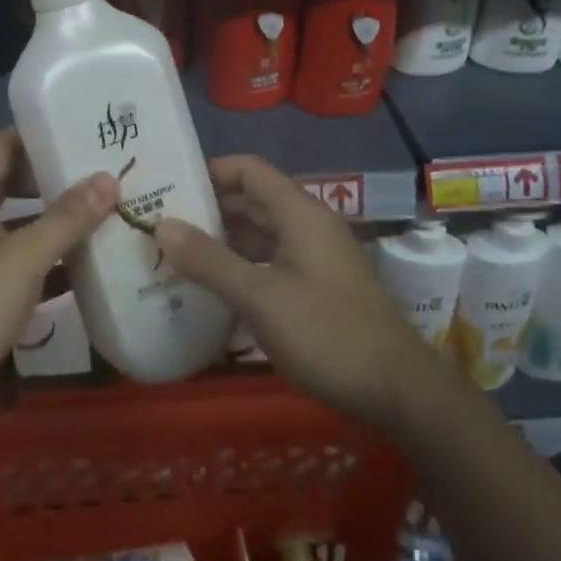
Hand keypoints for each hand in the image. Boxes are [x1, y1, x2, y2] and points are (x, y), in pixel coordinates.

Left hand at [0, 129, 117, 450]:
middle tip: (111, 172)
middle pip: (18, 184)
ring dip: (62, 224)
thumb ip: (66, 219)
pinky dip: (54, 264)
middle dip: (61, 180)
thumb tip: (108, 178)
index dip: (45, 134)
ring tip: (113, 211)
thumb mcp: (20, 261)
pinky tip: (96, 266)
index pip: (6, 145)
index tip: (89, 130)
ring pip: (24, 227)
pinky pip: (24, 266)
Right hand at [155, 155, 445, 431]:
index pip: (248, 170)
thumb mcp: (260, 297)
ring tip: (178, 254)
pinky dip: (243, 266)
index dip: (210, 171)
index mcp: (299, 212)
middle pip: (253, 200)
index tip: (170, 186)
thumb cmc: (327, 333)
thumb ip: (210, 261)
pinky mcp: (319, 286)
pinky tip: (216, 288)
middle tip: (163, 223)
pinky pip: (273, 261)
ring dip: (224, 240)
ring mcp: (316, 257)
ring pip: (262, 233)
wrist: (399, 391)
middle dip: (209, 209)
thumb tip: (160, 224)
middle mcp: (308, 225)